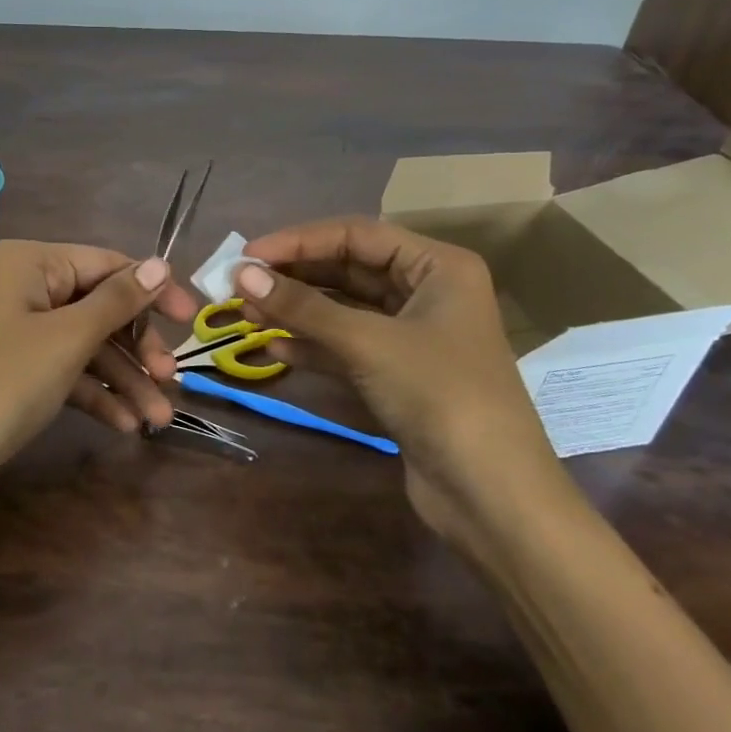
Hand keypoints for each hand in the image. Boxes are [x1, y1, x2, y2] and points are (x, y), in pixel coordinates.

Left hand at [0, 240, 198, 508]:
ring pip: (85, 345)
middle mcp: (21, 289)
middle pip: (98, 307)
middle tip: (170, 380)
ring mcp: (16, 333)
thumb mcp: (68, 338)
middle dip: (136, 346)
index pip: (105, 264)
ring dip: (123, 380)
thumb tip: (161, 263)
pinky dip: (94, 395)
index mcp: (28, 263)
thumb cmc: (4, 383)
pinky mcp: (15, 373)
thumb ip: (118, 300)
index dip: (153, 290)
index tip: (193, 319)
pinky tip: (125, 426)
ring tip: (157, 419)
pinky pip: (65, 372)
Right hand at [237, 217, 564, 541]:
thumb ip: (302, 307)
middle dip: (294, 276)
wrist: (492, 497)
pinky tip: (273, 349)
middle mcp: (427, 292)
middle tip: (238, 283)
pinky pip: (346, 345)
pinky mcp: (398, 374)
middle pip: (348, 269)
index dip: (299, 241)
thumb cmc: (440, 396)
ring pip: (343, 309)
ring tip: (245, 312)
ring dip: (296, 310)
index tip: (247, 256)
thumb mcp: (367, 343)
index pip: (357, 235)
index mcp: (438, 267)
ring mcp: (413, 335)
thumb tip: (241, 274)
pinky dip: (312, 345)